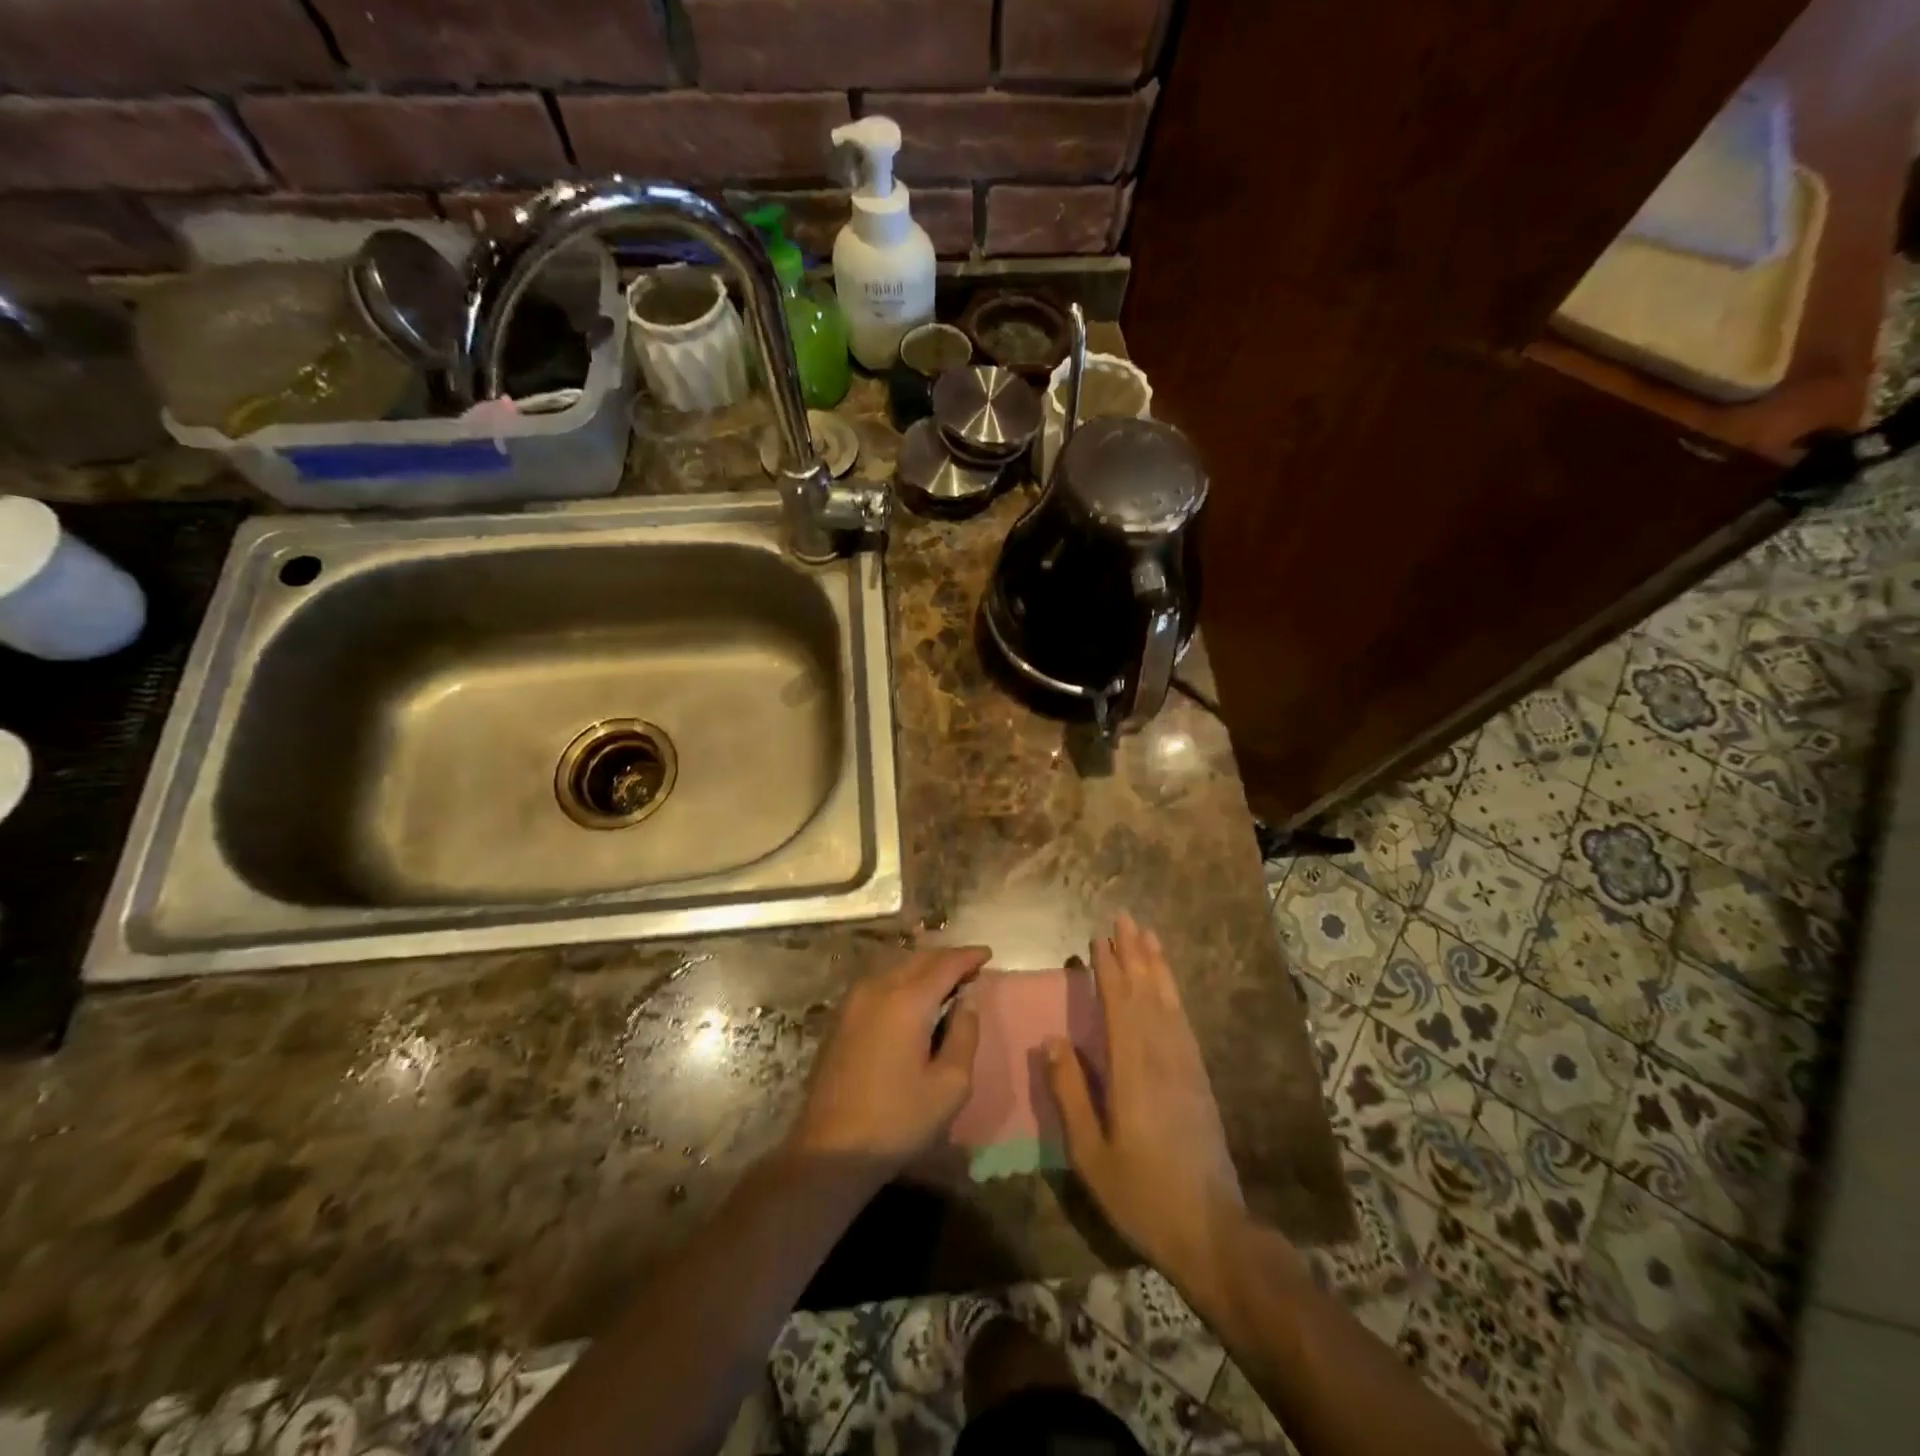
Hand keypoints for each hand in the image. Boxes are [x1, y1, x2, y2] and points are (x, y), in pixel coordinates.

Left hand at [786, 946, 987, 1174]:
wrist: (831, 1149)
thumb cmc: (898, 1120)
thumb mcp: (950, 1084)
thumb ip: (965, 1034)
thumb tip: (968, 1000)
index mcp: (907, 1001)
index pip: (945, 964)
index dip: (969, 956)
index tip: (988, 954)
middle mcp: (879, 988)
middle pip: (919, 959)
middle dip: (947, 959)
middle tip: (971, 969)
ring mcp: (854, 1001)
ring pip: (897, 968)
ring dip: (924, 968)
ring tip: (946, 982)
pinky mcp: (842, 1017)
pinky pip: (880, 983)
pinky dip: (904, 981)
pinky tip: (913, 999)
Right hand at [1046, 914, 1247, 1290]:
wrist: (1210, 1230)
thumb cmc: (1141, 1193)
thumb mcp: (1091, 1153)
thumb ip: (1070, 1093)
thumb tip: (1052, 1040)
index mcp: (1132, 1070)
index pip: (1119, 1004)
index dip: (1109, 968)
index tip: (1098, 937)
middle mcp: (1162, 1056)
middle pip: (1147, 992)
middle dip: (1135, 953)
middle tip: (1125, 917)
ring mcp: (1186, 1065)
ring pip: (1169, 1001)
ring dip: (1157, 965)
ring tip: (1148, 935)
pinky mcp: (1199, 1078)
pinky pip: (1184, 1021)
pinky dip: (1174, 994)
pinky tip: (1167, 986)